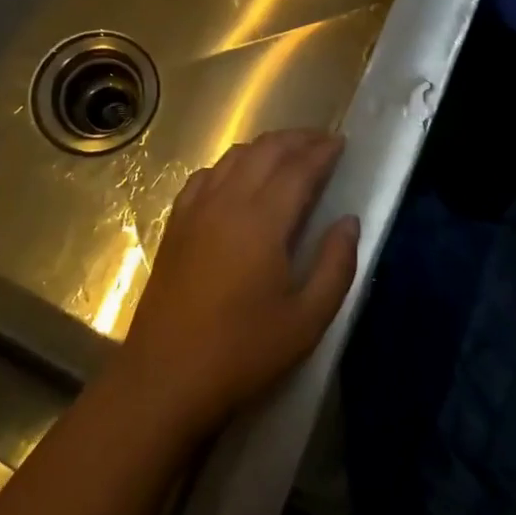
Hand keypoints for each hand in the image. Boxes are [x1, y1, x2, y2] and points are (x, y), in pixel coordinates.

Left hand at [115, 130, 358, 437]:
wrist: (166, 375)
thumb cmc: (243, 352)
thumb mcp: (307, 320)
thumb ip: (335, 265)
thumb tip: (349, 221)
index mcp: (262, 220)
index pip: (298, 168)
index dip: (322, 151)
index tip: (341, 142)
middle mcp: (227, 201)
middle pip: (265, 150)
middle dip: (297, 139)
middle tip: (321, 141)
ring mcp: (196, 208)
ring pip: (234, 156)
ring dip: (265, 147)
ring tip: (287, 153)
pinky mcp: (176, 222)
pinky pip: (206, 174)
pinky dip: (230, 164)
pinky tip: (237, 177)